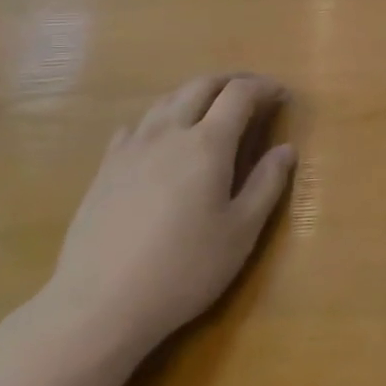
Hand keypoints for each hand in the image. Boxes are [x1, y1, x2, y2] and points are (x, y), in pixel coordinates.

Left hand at [44, 74, 296, 355]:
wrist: (99, 304)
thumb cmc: (184, 269)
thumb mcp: (241, 232)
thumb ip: (267, 184)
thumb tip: (286, 149)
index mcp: (208, 143)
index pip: (240, 94)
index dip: (264, 87)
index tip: (282, 95)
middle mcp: (170, 132)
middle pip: (201, 85)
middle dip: (231, 81)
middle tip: (252, 93)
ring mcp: (132, 147)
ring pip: (167, 100)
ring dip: (196, 94)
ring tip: (211, 109)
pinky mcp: (106, 168)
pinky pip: (137, 125)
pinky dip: (160, 118)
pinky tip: (161, 138)